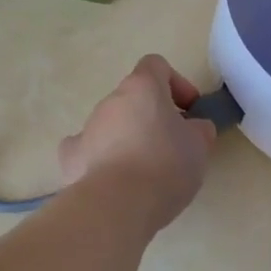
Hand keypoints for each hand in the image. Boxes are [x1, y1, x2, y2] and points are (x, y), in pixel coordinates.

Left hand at [60, 55, 215, 233]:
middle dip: (152, 117)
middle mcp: (111, 100)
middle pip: (134, 98)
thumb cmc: (165, 166)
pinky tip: (113, 180)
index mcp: (142, 87)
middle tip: (172, 146)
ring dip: (128, 138)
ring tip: (145, 173)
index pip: (156, 65)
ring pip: (112, 124)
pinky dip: (100, 159)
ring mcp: (87, 127)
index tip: (189, 111)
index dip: (176, 83)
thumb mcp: (199, 146)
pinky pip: (88, 149)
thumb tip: (195, 127)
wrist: (117, 205)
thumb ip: (200, 129)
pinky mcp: (71, 157)